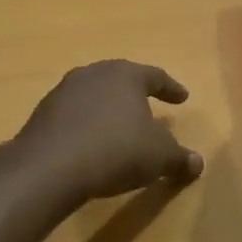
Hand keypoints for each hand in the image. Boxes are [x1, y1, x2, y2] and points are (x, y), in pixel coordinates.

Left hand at [14, 60, 204, 205]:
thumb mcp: (159, 157)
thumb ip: (180, 157)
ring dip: (108, 108)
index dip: (171, 88)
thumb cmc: (116, 151)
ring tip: (118, 126)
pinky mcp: (43, 113)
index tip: (183, 98)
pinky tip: (90, 141)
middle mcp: (93, 74)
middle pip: (120, 79)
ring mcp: (64, 91)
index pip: (155, 76)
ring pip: (94, 95)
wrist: (49, 167)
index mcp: (125, 75)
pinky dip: (86, 124)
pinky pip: (73, 114)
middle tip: (149, 104)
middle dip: (136, 94)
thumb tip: (198, 162)